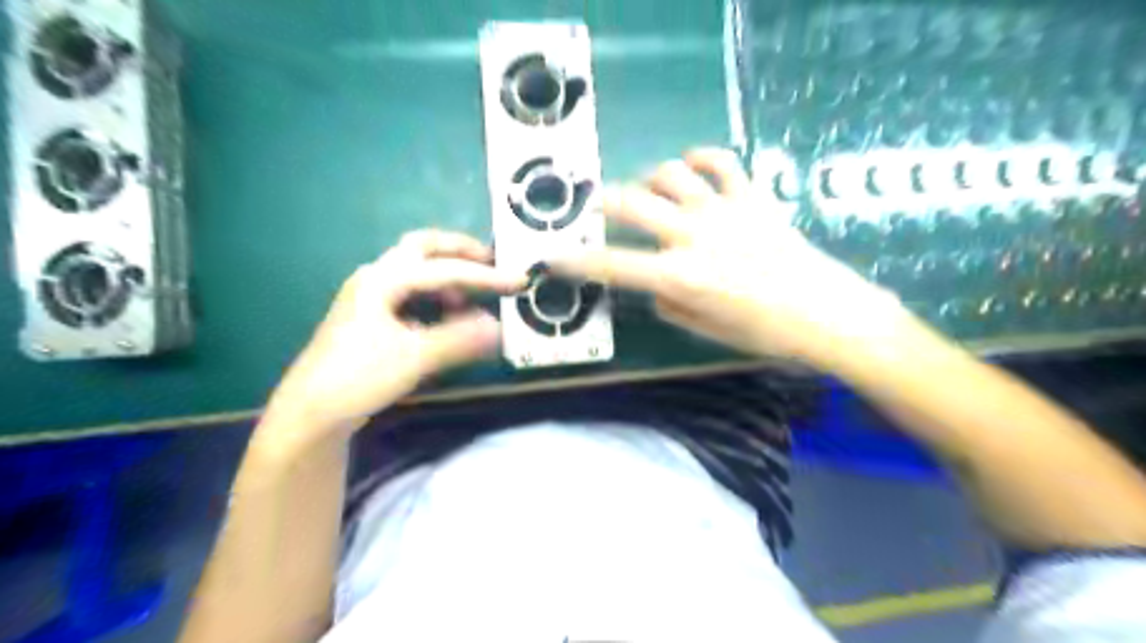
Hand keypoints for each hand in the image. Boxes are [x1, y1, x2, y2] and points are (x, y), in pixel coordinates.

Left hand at [263, 229, 522, 442]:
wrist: (311, 412)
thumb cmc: (359, 377)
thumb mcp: (414, 358)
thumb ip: (459, 339)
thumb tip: (498, 327)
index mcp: (384, 280)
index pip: (445, 271)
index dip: (485, 277)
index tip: (519, 281)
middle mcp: (376, 279)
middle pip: (422, 248)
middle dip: (459, 250)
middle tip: (491, 261)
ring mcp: (371, 297)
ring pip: (415, 269)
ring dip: (447, 273)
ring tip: (473, 293)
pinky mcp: (371, 317)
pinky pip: (411, 292)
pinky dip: (435, 295)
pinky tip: (448, 315)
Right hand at [551, 149, 909, 368]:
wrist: (828, 314)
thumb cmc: (765, 334)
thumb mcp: (707, 332)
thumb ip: (669, 305)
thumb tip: (653, 287)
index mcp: (680, 277)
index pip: (613, 266)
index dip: (577, 261)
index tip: (554, 256)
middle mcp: (694, 236)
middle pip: (632, 202)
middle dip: (602, 201)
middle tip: (594, 207)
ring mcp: (724, 211)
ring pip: (671, 174)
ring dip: (649, 178)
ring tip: (648, 190)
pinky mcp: (753, 198)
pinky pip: (722, 162)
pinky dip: (701, 157)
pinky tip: (691, 164)